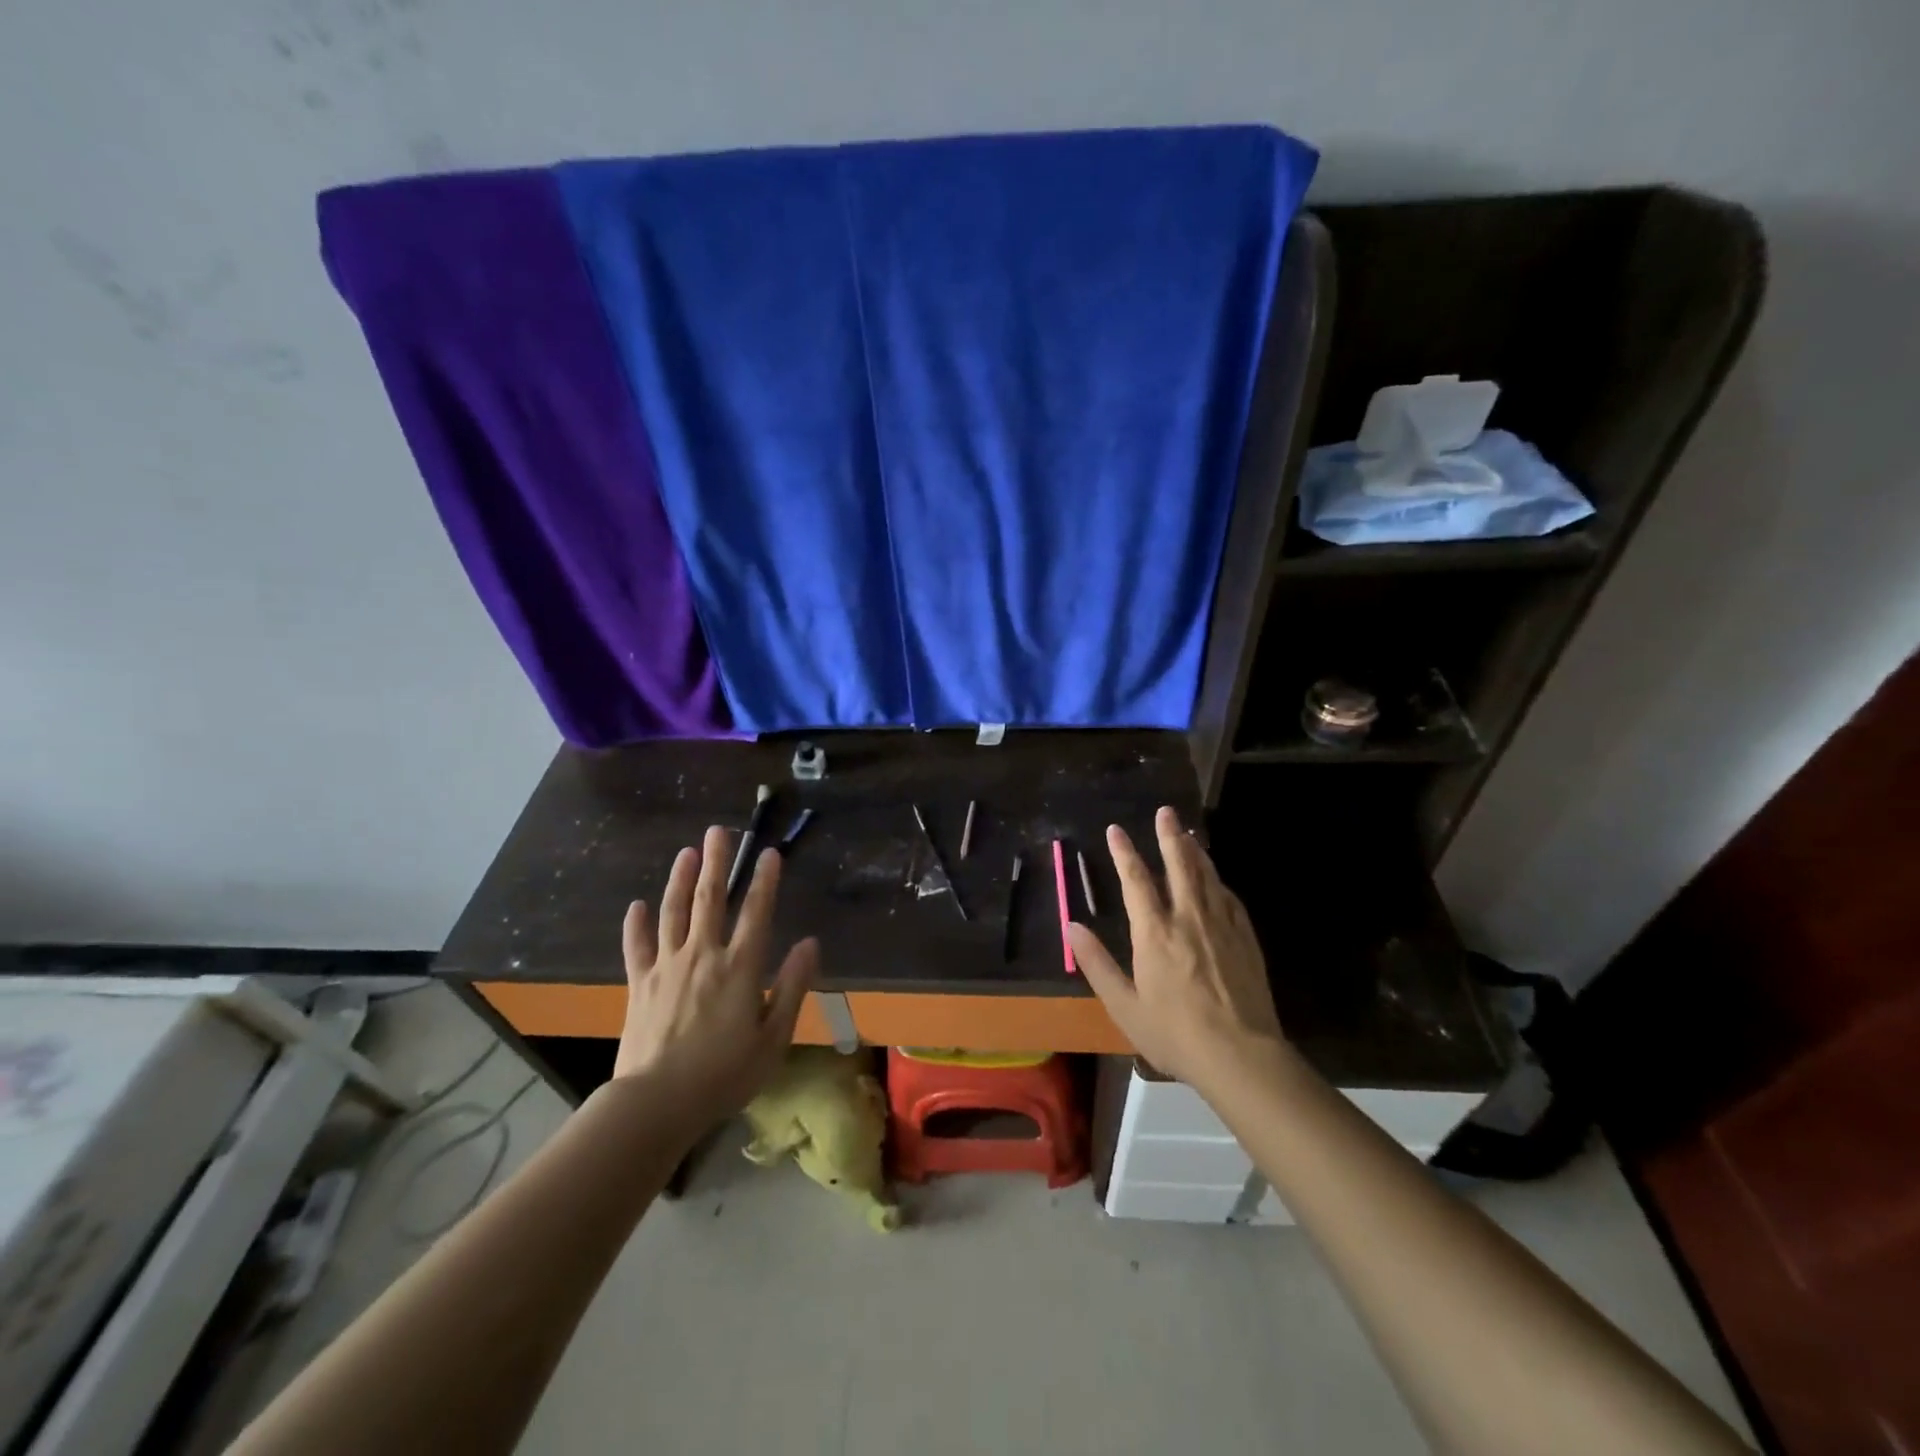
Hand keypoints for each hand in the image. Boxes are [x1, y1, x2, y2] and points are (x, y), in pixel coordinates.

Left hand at [612, 825, 818, 1131]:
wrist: (655, 1104)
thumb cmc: (724, 1074)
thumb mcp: (774, 1037)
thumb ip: (792, 986)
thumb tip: (810, 943)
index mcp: (740, 967)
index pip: (756, 912)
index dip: (764, 881)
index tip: (769, 853)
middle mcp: (703, 956)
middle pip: (710, 899)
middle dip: (717, 863)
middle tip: (719, 831)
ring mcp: (667, 967)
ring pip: (673, 912)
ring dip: (680, 880)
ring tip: (686, 852)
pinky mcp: (639, 984)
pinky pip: (637, 947)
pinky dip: (636, 924)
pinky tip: (636, 905)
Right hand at [1070, 806, 1287, 1094]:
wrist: (1241, 1055)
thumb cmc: (1175, 1033)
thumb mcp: (1125, 1005)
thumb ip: (1097, 963)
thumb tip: (1072, 927)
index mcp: (1154, 933)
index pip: (1136, 881)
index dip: (1124, 853)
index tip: (1116, 830)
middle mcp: (1188, 919)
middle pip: (1179, 866)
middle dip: (1169, 837)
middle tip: (1165, 812)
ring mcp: (1221, 926)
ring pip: (1207, 877)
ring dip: (1195, 851)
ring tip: (1188, 832)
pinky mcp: (1246, 939)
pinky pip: (1230, 898)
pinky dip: (1219, 880)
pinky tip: (1216, 878)